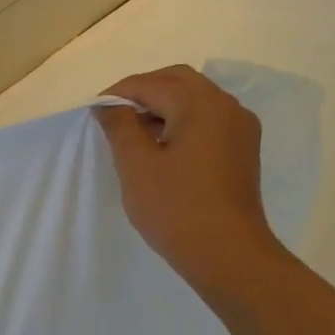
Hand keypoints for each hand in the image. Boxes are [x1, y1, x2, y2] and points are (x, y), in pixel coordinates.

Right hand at [93, 66, 280, 287]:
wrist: (227, 253)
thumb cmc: (175, 207)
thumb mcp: (135, 165)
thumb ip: (119, 126)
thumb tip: (108, 105)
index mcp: (201, 104)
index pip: (151, 84)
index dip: (117, 94)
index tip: (93, 112)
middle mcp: (226, 107)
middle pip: (177, 81)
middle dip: (142, 91)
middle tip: (112, 116)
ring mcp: (239, 128)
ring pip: (194, 98)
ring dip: (161, 105)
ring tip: (132, 133)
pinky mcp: (241, 149)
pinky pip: (206, 119)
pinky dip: (180, 121)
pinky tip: (160, 146)